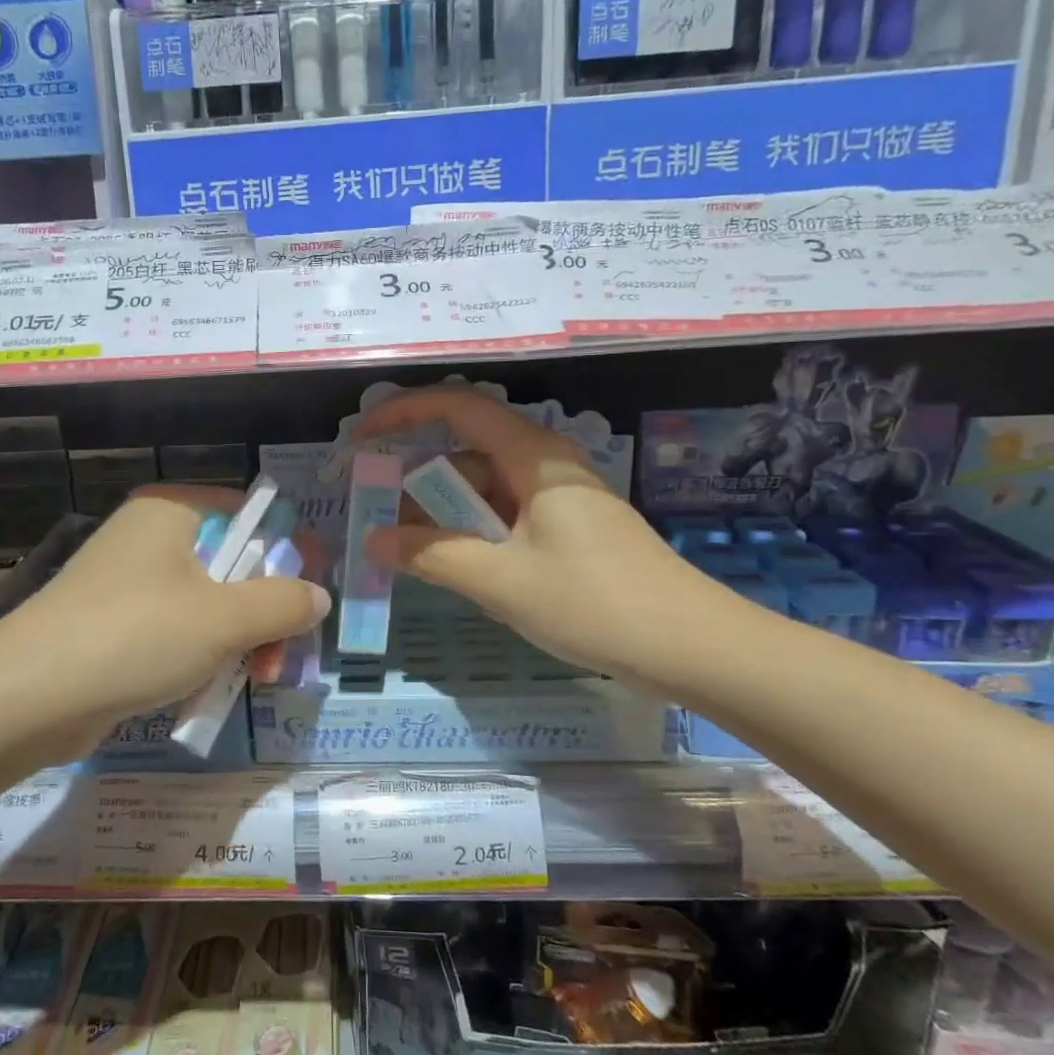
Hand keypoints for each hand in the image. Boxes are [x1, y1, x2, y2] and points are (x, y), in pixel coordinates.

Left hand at [0, 486, 329, 755]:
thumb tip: (319, 597)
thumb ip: (283, 602)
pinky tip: (204, 692)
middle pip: (232, 565)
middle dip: (262, 616)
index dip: (286, 556)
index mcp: (172, 511)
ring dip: (235, 643)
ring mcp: (127, 582)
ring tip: (248, 683)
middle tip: (277, 661)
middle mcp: (149, 536)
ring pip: (207, 605)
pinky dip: (197, 658)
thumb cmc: (135, 637)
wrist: (27, 698)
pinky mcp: (113, 625)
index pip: (250, 514)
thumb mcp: (225, 618)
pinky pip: (174, 632)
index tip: (306, 604)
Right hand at [359, 387, 728, 685]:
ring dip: (448, 518)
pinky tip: (464, 574)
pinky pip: (508, 520)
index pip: (458, 407)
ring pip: (487, 492)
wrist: (691, 647)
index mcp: (532, 457)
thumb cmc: (593, 602)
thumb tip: (374, 540)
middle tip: (380, 518)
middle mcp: (546, 467)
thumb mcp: (500, 580)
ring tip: (414, 558)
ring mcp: (561, 500)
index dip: (404, 412)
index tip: (362, 436)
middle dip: (420, 483)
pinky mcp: (570, 532)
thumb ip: (432, 556)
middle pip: (468, 454)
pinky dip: (477, 538)